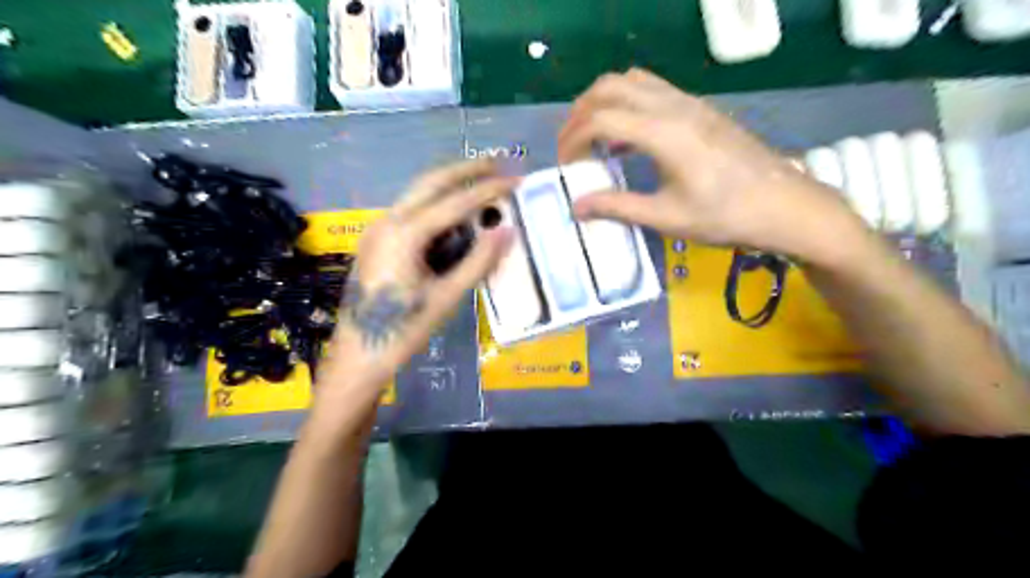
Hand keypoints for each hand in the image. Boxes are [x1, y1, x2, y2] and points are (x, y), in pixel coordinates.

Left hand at [320, 161, 514, 394]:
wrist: (358, 355)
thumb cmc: (404, 330)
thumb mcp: (447, 297)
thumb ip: (479, 261)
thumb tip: (508, 230)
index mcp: (404, 234)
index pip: (455, 202)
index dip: (489, 190)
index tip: (516, 179)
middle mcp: (387, 221)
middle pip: (430, 182)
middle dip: (465, 169)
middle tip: (497, 161)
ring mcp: (377, 229)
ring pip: (417, 193)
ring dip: (449, 184)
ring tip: (481, 180)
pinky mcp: (376, 240)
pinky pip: (410, 211)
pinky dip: (436, 204)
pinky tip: (455, 213)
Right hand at [561, 68, 857, 255]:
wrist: (784, 206)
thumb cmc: (725, 216)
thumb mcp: (667, 218)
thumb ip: (618, 207)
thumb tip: (576, 207)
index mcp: (663, 133)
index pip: (601, 118)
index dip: (573, 138)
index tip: (564, 165)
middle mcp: (673, 107)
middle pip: (610, 88)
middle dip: (580, 113)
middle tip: (571, 146)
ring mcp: (689, 103)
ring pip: (631, 81)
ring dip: (603, 101)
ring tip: (592, 136)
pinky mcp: (699, 109)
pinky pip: (652, 89)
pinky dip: (626, 103)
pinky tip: (626, 136)